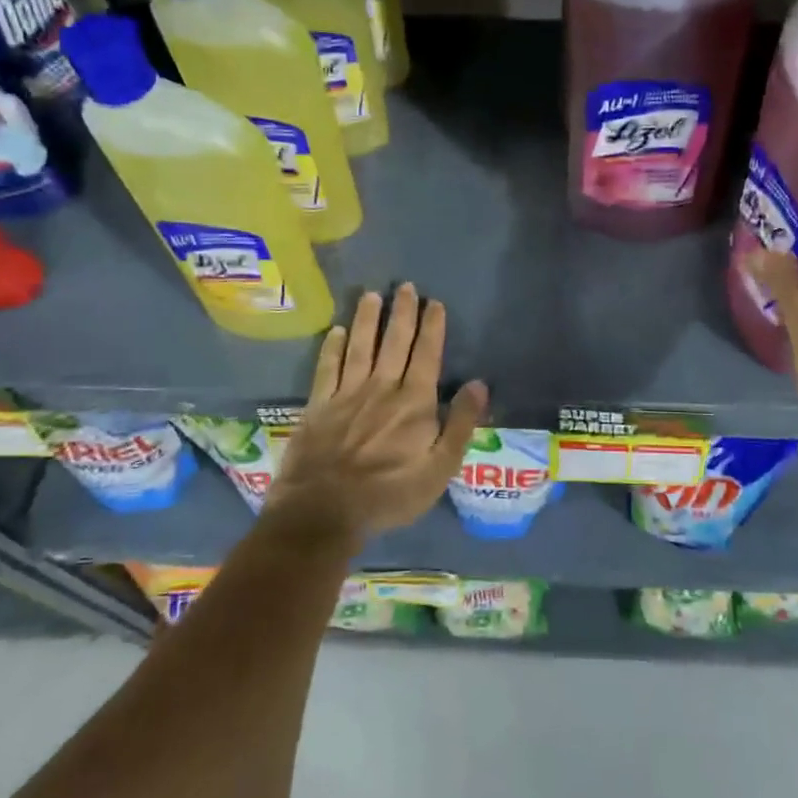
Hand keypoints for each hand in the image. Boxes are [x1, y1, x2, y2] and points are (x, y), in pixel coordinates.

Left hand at [261, 284, 488, 548]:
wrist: (324, 511)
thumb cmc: (390, 494)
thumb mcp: (440, 469)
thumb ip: (461, 424)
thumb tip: (479, 384)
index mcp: (415, 402)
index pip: (427, 354)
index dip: (432, 327)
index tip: (435, 302)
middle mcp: (382, 387)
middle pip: (394, 342)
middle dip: (402, 313)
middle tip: (405, 287)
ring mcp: (347, 393)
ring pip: (360, 346)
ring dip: (367, 319)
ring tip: (372, 295)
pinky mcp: (319, 405)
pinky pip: (327, 367)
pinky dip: (332, 347)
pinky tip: (336, 331)